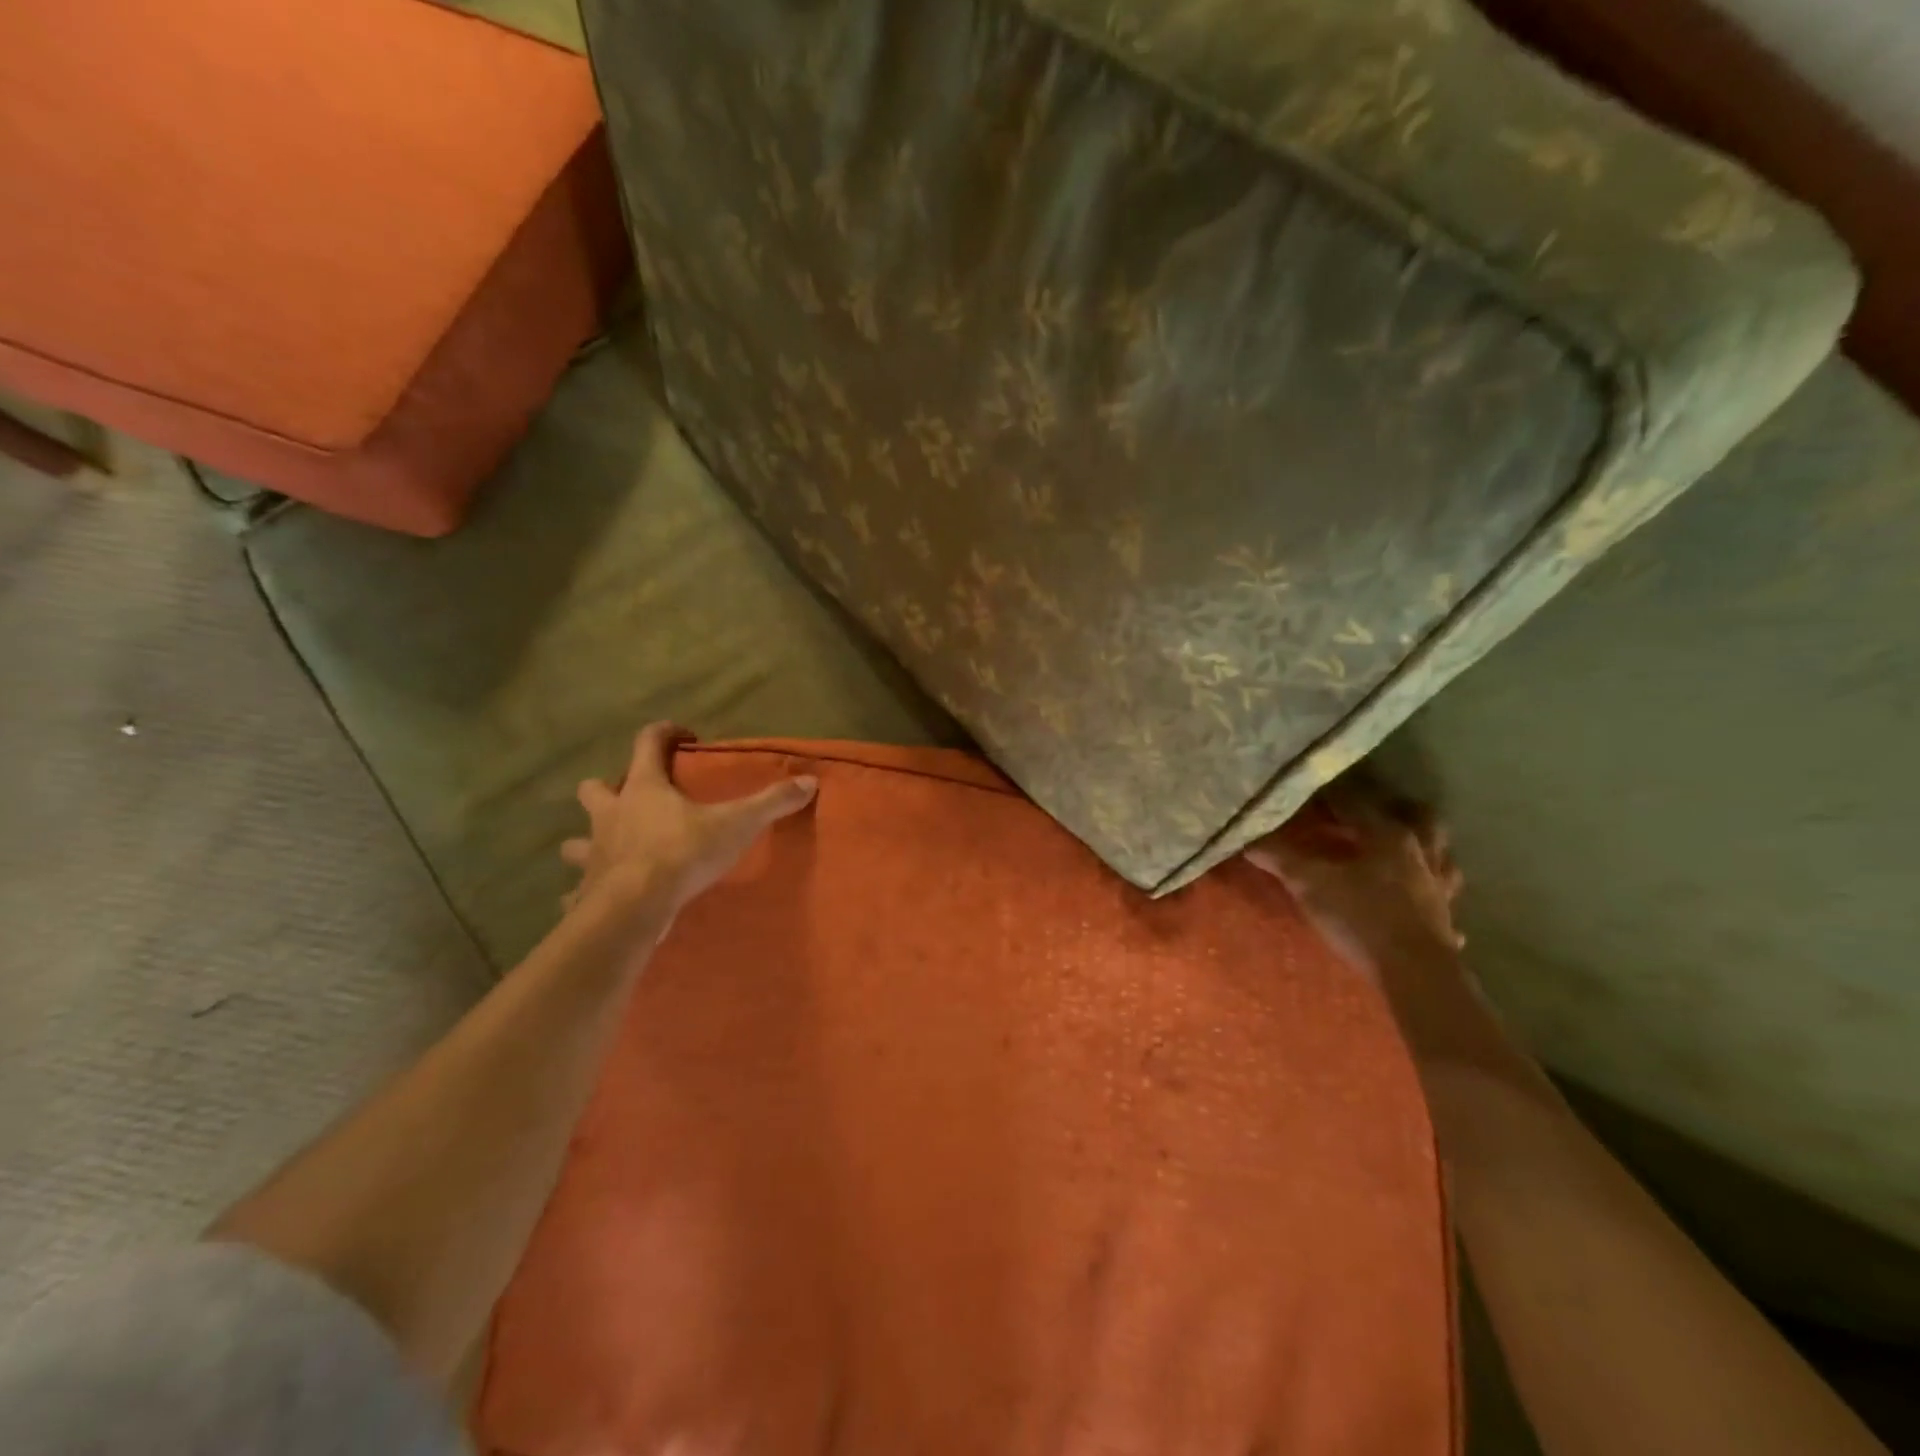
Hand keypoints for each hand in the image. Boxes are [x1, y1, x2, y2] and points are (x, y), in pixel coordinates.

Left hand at [560, 722, 816, 924]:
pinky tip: (593, 901)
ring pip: (576, 839)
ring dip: (590, 839)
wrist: (635, 907)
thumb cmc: (682, 853)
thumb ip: (771, 802)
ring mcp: (594, 851)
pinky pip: (577, 889)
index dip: (665, 733)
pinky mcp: (586, 888)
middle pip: (595, 787)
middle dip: (609, 787)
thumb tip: (809, 782)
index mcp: (644, 788)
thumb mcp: (736, 824)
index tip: (685, 738)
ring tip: (613, 848)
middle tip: (635, 798)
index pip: (647, 742)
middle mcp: (612, 813)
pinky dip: (584, 892)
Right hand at [1245, 778, 1464, 984]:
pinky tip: (1424, 902)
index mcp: (1387, 836)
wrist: (1414, 973)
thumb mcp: (1309, 883)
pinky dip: (1434, 895)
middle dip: (1398, 809)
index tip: (1314, 790)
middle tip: (1374, 811)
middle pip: (1420, 818)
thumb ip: (1280, 858)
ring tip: (1404, 850)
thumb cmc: (1361, 917)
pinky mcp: (1446, 921)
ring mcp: (1439, 888)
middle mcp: (1419, 854)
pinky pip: (1445, 900)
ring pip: (1442, 856)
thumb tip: (1249, 839)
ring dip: (1426, 848)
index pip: (1358, 802)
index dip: (1333, 794)